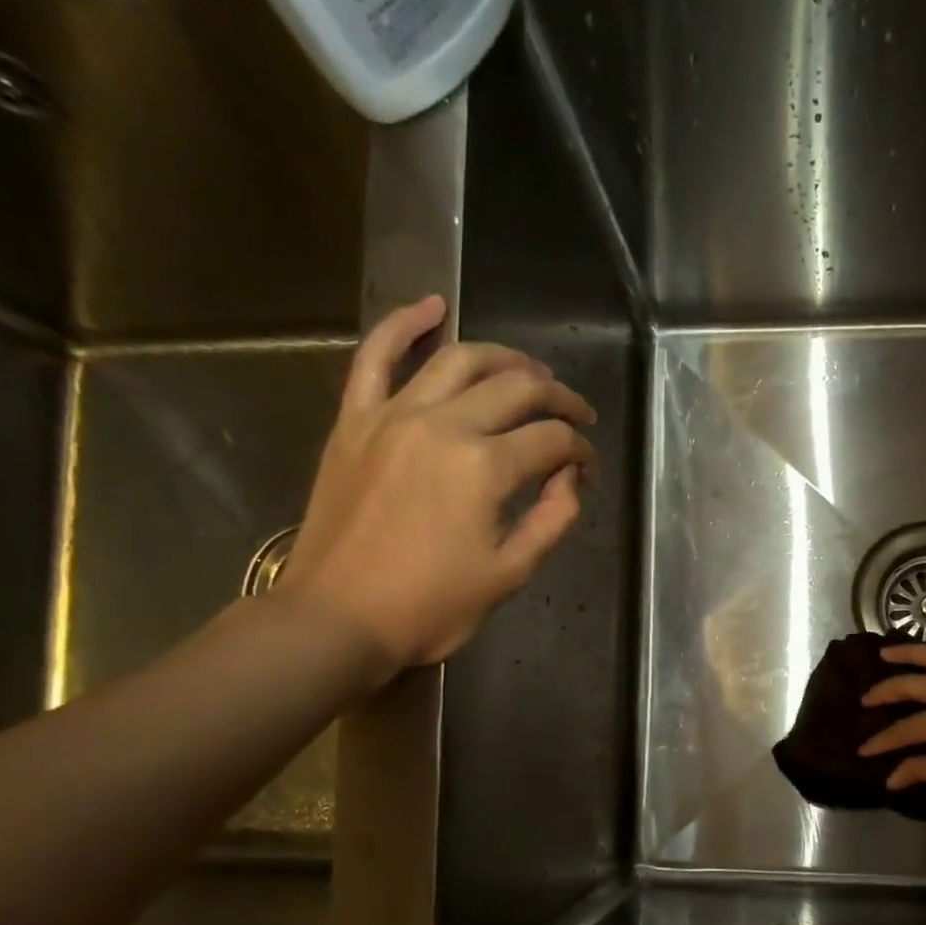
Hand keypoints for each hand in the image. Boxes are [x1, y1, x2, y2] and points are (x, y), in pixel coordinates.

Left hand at [276, 295, 596, 674]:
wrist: (338, 618)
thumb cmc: (431, 607)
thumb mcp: (509, 574)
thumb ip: (552, 519)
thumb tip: (570, 478)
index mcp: (485, 468)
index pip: (551, 439)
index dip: (580, 449)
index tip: (587, 467)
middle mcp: (443, 425)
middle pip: (515, 388)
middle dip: (556, 397)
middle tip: (574, 413)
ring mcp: (393, 415)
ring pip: (458, 359)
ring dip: (504, 357)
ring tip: (529, 370)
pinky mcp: (355, 419)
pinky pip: (375, 355)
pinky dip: (404, 324)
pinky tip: (433, 306)